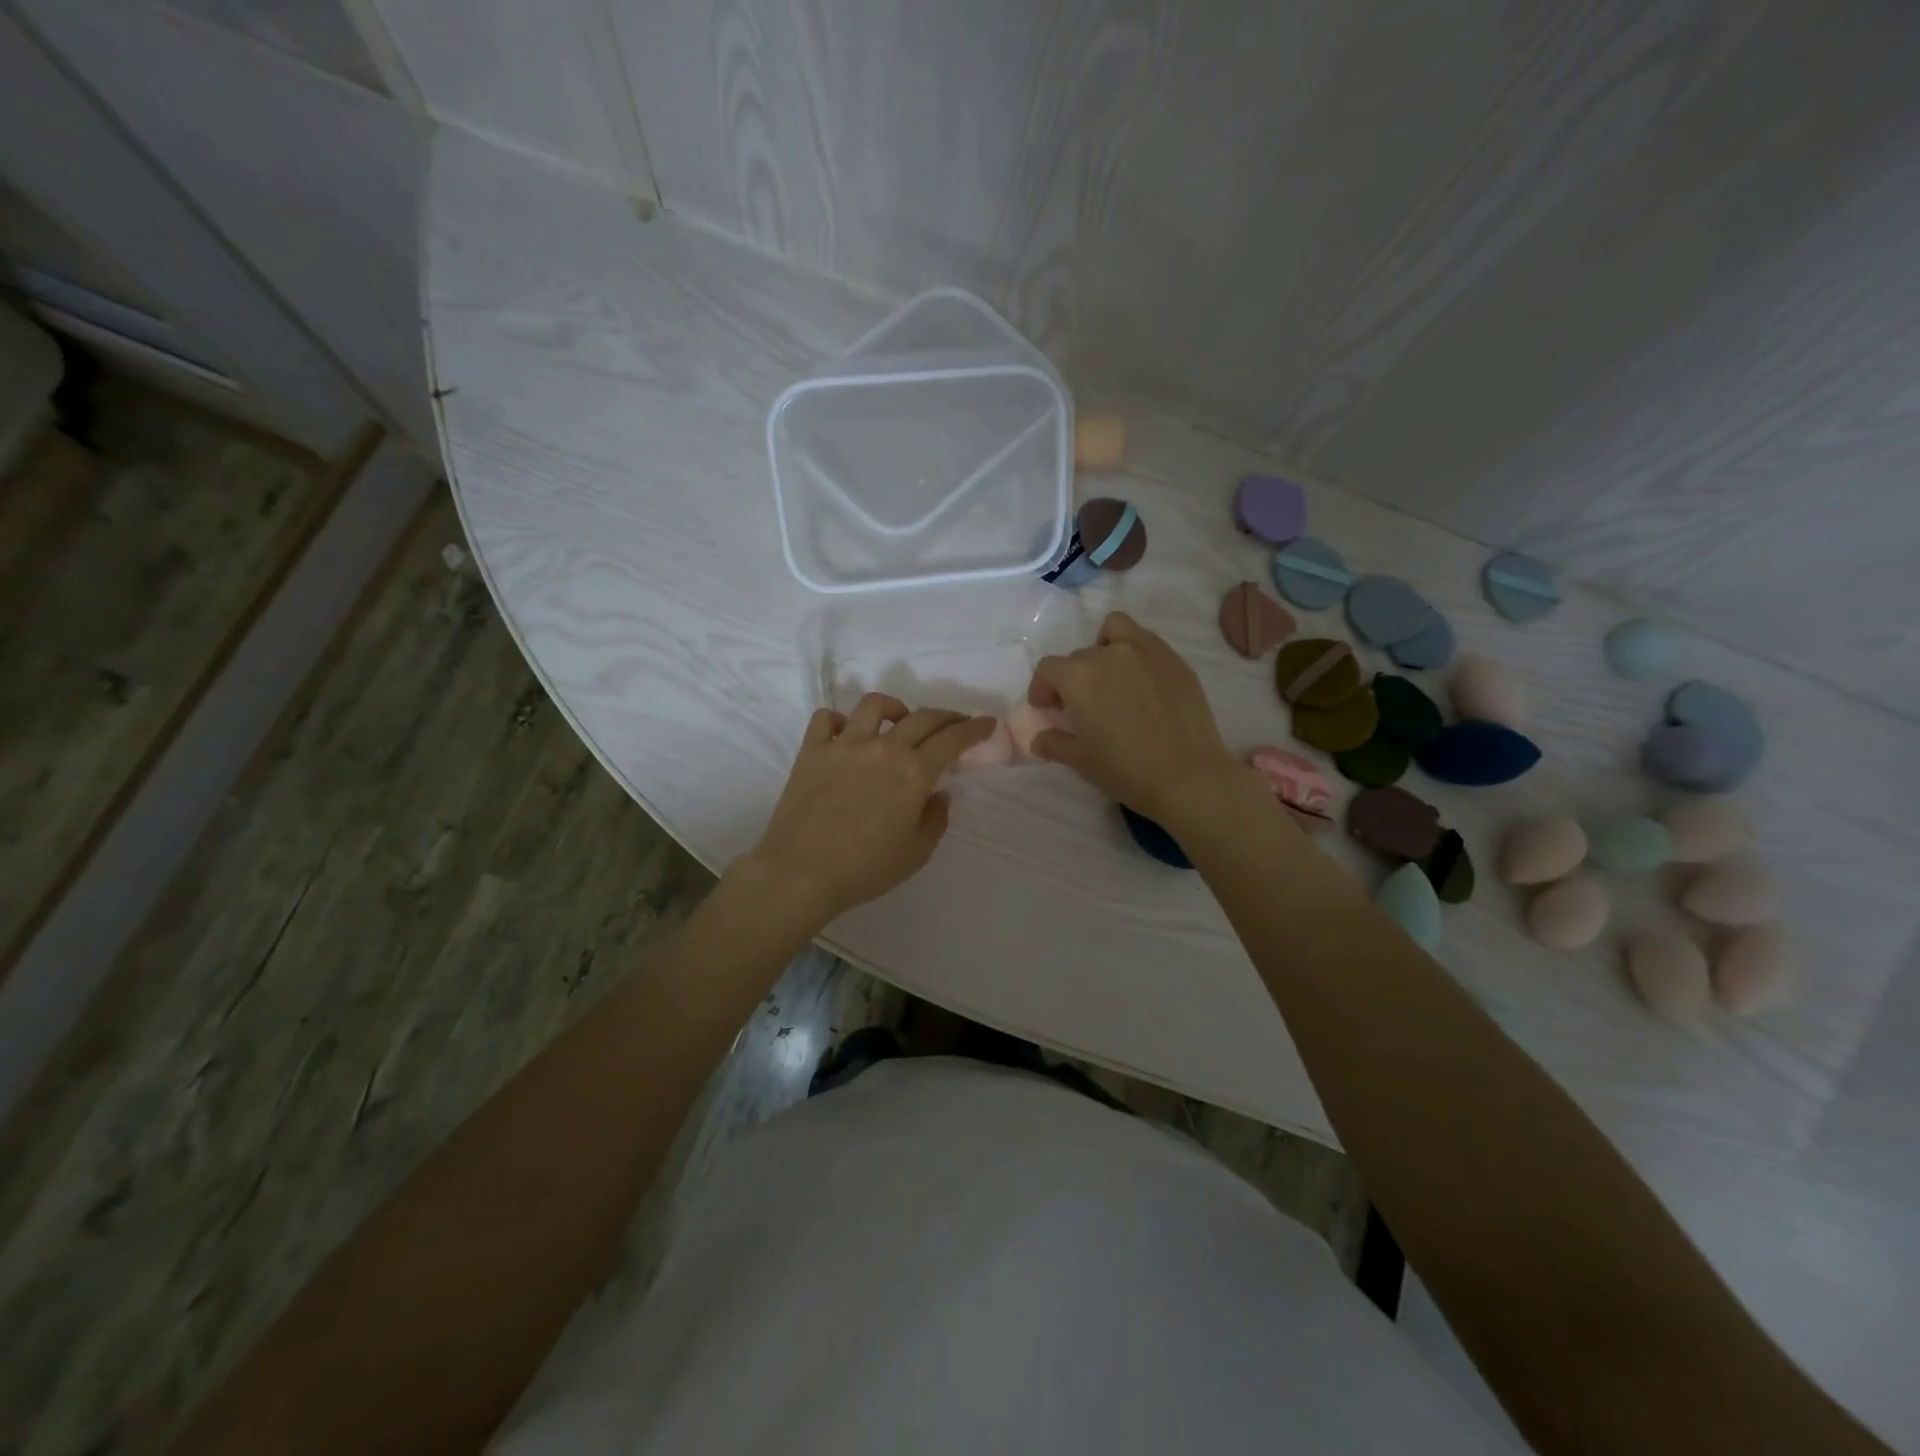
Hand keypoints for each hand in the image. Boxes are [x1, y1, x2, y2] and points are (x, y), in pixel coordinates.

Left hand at [737, 694, 994, 927]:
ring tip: (899, 720)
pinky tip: (847, 734)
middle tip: (955, 724)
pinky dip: (841, 721)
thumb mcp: (916, 853)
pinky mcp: (812, 750)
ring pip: (875, 705)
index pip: (953, 739)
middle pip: (923, 717)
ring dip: (895, 707)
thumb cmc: (865, 869)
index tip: (987, 722)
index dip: (974, 728)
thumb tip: (938, 793)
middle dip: (947, 717)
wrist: (801, 873)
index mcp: (914, 773)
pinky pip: (827, 718)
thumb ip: (935, 819)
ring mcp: (844, 744)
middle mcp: (883, 748)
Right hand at [1028, 612, 1248, 827]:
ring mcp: (1146, 651)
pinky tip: (1141, 681)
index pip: (1049, 668)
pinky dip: (1135, 650)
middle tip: (1081, 706)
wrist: (1188, 776)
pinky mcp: (1174, 659)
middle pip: (1080, 656)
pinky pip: (1145, 640)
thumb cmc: (1126, 770)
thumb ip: (1054, 743)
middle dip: (1073, 678)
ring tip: (1110, 677)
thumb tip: (1039, 739)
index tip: (1047, 708)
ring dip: (1104, 648)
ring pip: (1114, 631)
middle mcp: (1109, 654)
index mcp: (1079, 677)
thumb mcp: (1081, 761)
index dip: (1042, 688)